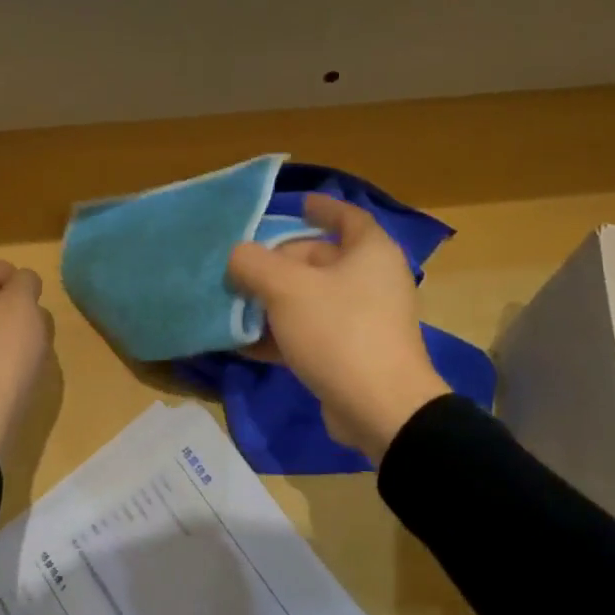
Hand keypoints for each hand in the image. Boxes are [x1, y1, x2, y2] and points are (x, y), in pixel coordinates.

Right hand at [226, 196, 449, 460]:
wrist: (380, 409)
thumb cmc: (339, 331)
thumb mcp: (286, 289)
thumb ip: (253, 263)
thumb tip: (236, 255)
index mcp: (370, 252)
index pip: (347, 217)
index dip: (321, 207)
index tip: (297, 204)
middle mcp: (372, 281)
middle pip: (320, 260)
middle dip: (278, 263)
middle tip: (241, 266)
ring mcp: (364, 320)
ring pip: (312, 299)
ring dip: (273, 301)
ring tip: (234, 303)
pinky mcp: (352, 355)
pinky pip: (312, 333)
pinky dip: (281, 334)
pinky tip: (245, 343)